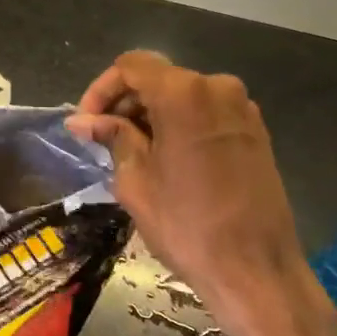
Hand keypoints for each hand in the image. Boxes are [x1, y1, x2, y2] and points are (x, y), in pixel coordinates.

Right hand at [67, 51, 336, 335]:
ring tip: (130, 154)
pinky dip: (179, 125)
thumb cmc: (186, 225)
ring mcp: (242, 108)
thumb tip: (81, 121)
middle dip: (125, 104)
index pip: (131, 66)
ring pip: (183, 96)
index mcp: (184, 94)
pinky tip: (165, 159)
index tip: (87, 123)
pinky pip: (206, 114)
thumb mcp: (135, 180)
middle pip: (159, 78)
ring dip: (151, 116)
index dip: (102, 89)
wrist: (255, 269)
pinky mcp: (255, 132)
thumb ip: (111, 138)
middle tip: (102, 141)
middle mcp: (217, 88)